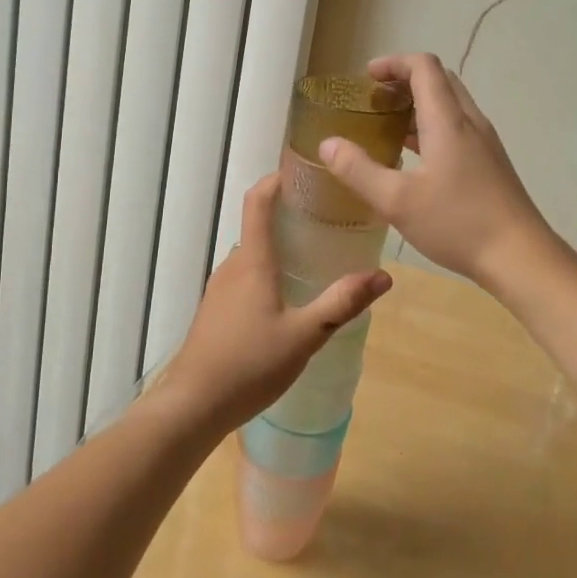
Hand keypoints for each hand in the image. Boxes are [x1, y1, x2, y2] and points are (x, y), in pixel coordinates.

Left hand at [160, 174, 390, 432]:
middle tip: (329, 219)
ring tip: (317, 256)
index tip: (304, 172)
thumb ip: (342, 303)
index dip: (277, 180)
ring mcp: (221, 289)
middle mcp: (233, 266)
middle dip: (290, 216)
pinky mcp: (217, 311)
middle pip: (259, 226)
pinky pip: (246, 276)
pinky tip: (290, 297)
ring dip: (280, 247)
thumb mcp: (305, 335)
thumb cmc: (249, 364)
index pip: (258, 201)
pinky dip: (269, 272)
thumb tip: (383, 275)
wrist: (193, 405)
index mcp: (253, 261)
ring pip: (254, 255)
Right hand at [318, 52, 554, 289]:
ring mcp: (484, 143)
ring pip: (449, 106)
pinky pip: (457, 129)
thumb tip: (327, 143)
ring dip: (418, 106)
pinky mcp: (490, 163)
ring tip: (386, 127)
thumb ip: (358, 170)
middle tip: (374, 101)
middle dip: (404, 82)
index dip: (394, 64)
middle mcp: (470, 122)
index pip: (424, 67)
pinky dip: (431, 128)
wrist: (521, 257)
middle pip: (439, 81)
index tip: (366, 78)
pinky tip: (413, 159)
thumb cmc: (457, 223)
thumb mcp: (397, 200)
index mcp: (448, 120)